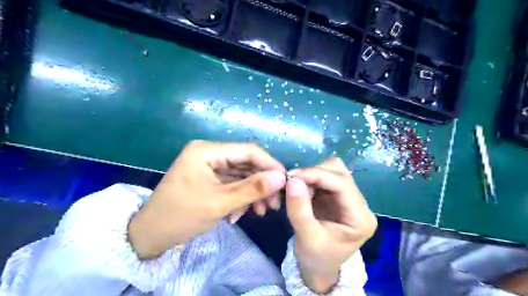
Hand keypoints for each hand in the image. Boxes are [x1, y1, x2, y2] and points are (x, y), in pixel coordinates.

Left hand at [128, 140, 284, 257]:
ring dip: (253, 193)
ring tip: (262, 211)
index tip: (286, 182)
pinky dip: (240, 197)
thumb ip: (252, 188)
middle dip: (262, 183)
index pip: (248, 151)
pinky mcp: (210, 178)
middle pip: (246, 163)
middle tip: (274, 203)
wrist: (150, 235)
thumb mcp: (219, 203)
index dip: (270, 164)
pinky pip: (232, 184)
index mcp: (207, 151)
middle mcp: (209, 153)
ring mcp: (209, 166)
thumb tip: (281, 178)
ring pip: (241, 175)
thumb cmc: (181, 215)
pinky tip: (240, 214)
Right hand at [287, 157, 376, 293]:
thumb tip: (292, 180)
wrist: (319, 267)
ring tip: (296, 189)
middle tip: (292, 183)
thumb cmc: (316, 258)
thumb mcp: (307, 238)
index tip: (292, 175)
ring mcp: (348, 197)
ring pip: (332, 170)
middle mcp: (359, 204)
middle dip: (314, 174)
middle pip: (339, 172)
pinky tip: (300, 190)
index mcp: (361, 218)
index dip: (317, 174)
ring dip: (311, 175)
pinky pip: (323, 176)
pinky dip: (309, 179)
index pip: (342, 185)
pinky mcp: (336, 195)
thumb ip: (299, 210)